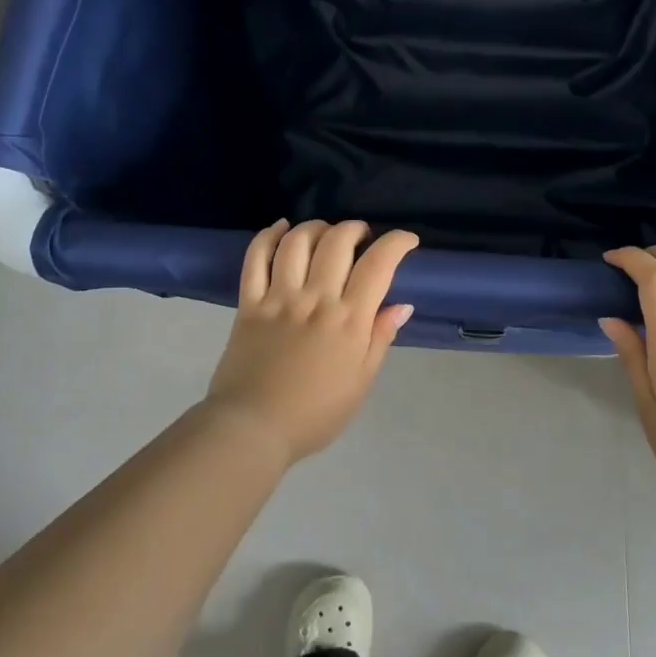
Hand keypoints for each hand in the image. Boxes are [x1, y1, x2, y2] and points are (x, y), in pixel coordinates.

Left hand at [206, 219, 418, 464]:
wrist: (253, 429)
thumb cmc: (315, 414)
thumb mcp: (361, 382)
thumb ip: (380, 339)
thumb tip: (401, 305)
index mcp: (349, 320)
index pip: (378, 264)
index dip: (396, 242)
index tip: (406, 240)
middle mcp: (315, 299)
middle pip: (337, 242)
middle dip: (355, 229)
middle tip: (362, 237)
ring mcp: (279, 298)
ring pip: (297, 242)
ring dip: (316, 227)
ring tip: (325, 232)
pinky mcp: (249, 303)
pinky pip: (256, 258)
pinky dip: (268, 236)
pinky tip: (281, 229)